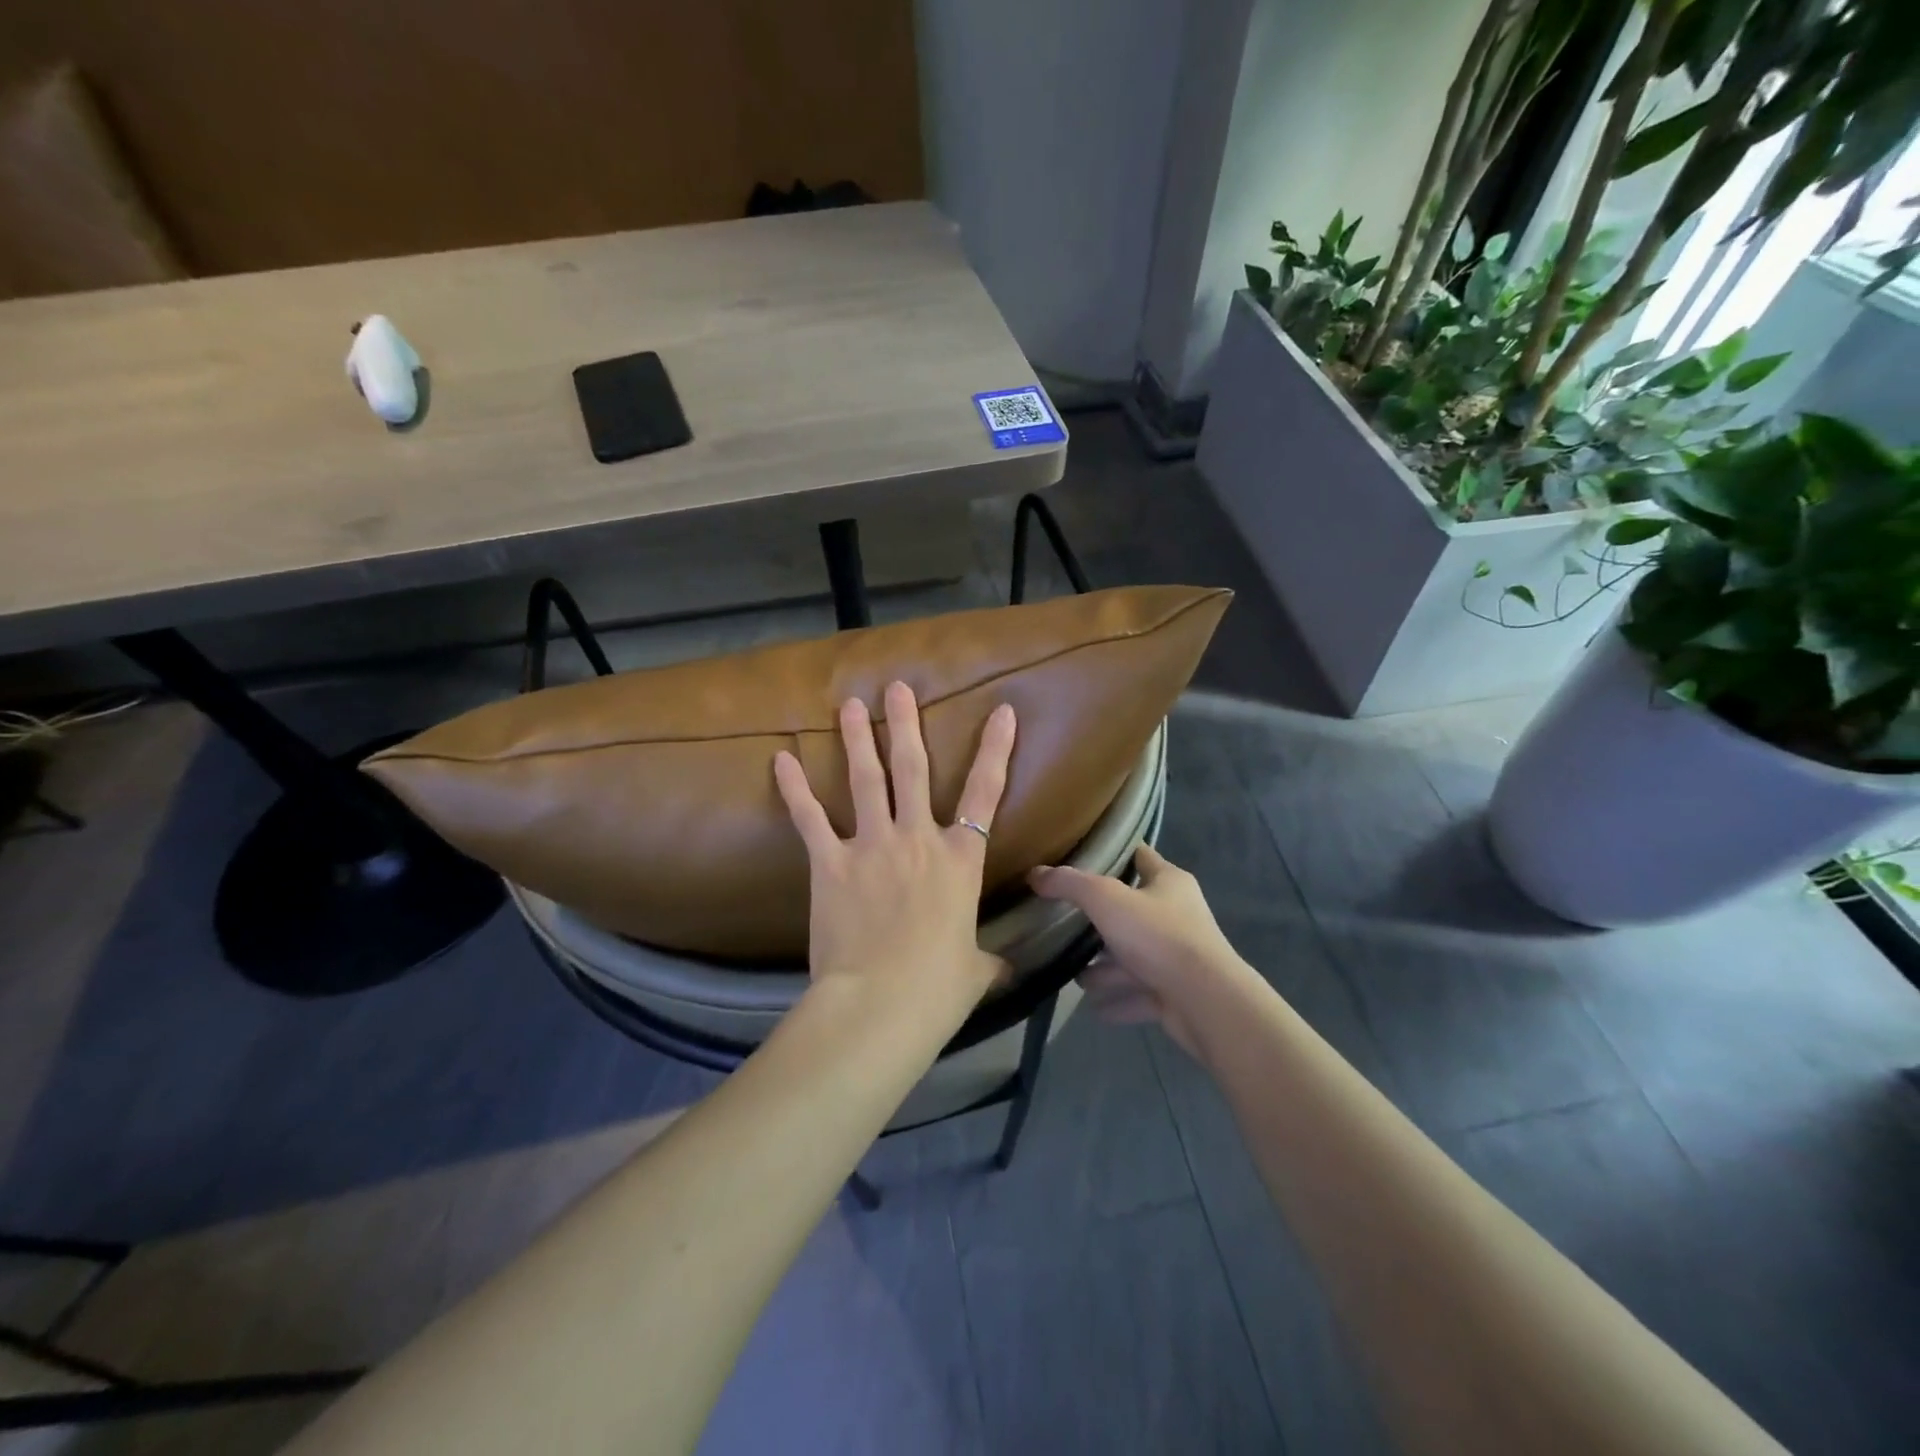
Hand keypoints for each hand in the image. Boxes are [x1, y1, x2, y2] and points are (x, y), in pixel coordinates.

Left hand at [774, 683, 1014, 1024]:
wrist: (880, 1005)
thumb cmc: (937, 990)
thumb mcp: (975, 971)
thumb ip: (988, 959)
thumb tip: (1004, 968)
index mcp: (960, 860)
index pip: (985, 793)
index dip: (996, 750)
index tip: (1001, 712)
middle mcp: (918, 839)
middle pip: (913, 769)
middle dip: (905, 724)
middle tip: (896, 688)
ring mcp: (872, 846)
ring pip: (865, 780)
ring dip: (857, 739)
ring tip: (849, 704)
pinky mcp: (831, 864)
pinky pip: (810, 819)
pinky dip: (794, 789)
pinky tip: (781, 759)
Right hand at [1028, 846, 1244, 1055]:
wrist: (1205, 1002)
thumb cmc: (1158, 936)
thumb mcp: (1106, 899)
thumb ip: (1069, 884)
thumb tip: (1036, 874)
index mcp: (1169, 882)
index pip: (1140, 857)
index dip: (1114, 854)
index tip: (1082, 857)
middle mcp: (1178, 915)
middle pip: (1132, 912)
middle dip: (1101, 924)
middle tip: (1067, 927)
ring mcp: (1179, 957)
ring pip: (1135, 958)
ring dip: (1107, 969)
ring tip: (1075, 977)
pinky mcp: (1177, 994)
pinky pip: (1141, 994)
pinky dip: (1119, 1000)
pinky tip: (1095, 1009)